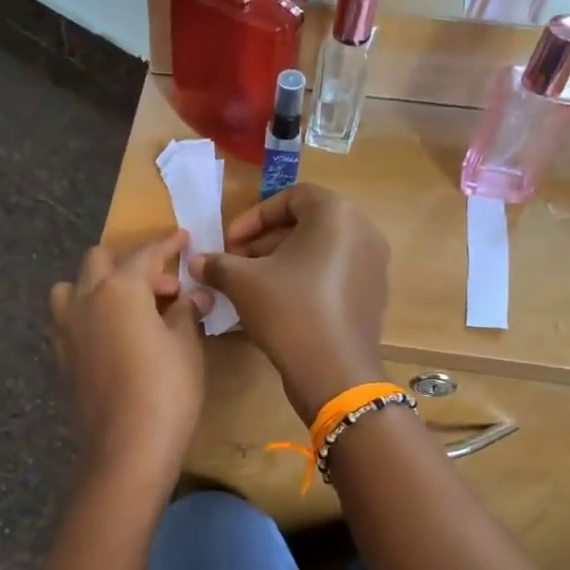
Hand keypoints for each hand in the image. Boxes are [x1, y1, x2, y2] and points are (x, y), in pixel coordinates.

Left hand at [49, 233, 207, 492]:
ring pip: (72, 287)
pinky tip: (112, 335)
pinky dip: (88, 313)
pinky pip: (69, 319)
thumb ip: (186, 312)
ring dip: (97, 285)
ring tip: (127, 306)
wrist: (126, 447)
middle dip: (130, 262)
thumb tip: (191, 296)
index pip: (145, 254)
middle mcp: (85, 299)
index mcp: (119, 288)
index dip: (167, 244)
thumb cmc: (167, 390)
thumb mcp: (186, 346)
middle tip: (163, 286)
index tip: (183, 237)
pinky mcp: (61, 356)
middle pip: (99, 261)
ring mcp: (66, 329)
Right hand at [192, 185, 389, 421]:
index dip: (254, 217)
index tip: (229, 241)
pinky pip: (333, 276)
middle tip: (236, 265)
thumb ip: (218, 264)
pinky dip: (305, 281)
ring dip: (282, 263)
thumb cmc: (288, 311)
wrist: (334, 372)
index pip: (292, 197)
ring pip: (319, 253)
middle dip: (265, 243)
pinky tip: (278, 306)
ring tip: (251, 288)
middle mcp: (362, 232)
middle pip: (307, 225)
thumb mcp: (243, 283)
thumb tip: (196, 261)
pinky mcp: (372, 296)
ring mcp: (372, 266)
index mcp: (336, 214)